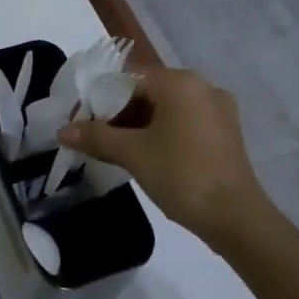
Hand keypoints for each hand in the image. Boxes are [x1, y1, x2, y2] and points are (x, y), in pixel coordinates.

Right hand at [60, 67, 270, 244]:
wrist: (235, 217)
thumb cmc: (180, 174)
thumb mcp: (132, 153)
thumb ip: (96, 136)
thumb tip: (62, 130)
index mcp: (179, 82)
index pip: (128, 81)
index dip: (101, 102)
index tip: (83, 126)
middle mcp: (202, 86)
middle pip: (148, 93)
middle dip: (120, 115)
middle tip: (98, 141)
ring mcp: (219, 110)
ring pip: (167, 110)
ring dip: (140, 126)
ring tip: (119, 152)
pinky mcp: (227, 133)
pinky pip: (185, 123)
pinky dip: (163, 134)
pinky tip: (150, 157)